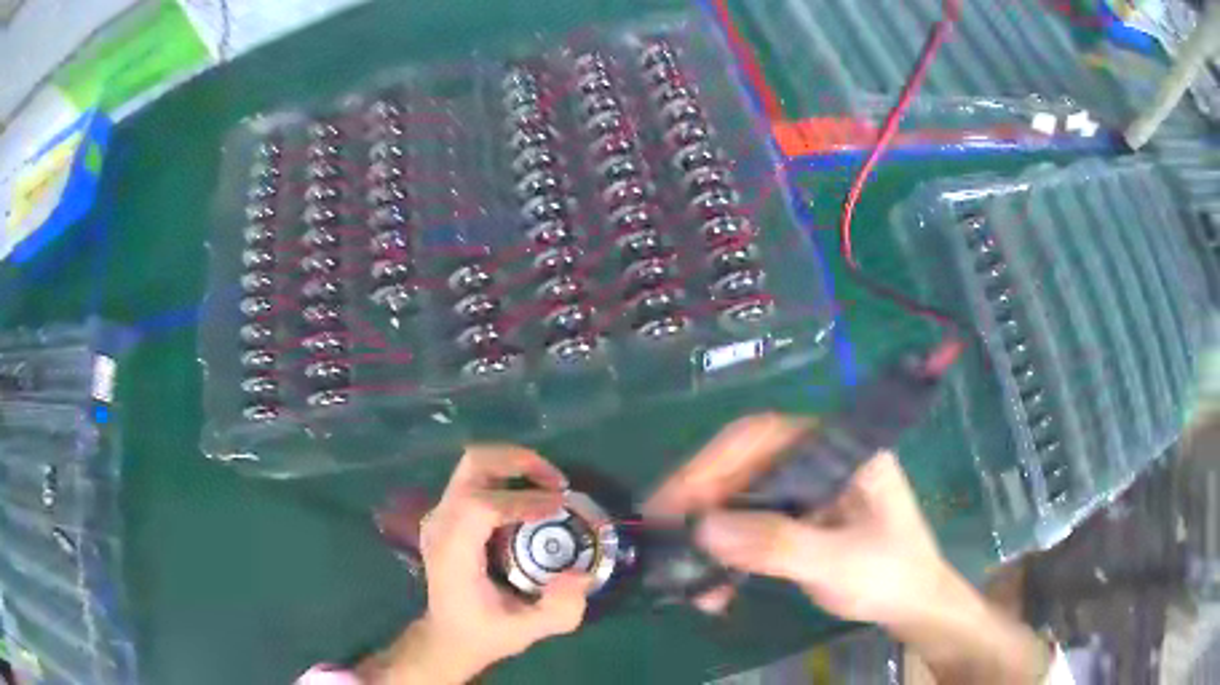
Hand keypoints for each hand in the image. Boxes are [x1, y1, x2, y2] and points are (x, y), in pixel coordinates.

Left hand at [361, 446, 591, 683]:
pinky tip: (531, 497)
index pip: (478, 505)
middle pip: (473, 465)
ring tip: (549, 486)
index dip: (522, 499)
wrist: (447, 636)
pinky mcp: (447, 512)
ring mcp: (440, 514)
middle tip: (558, 484)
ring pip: (474, 463)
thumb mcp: (526, 633)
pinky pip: (476, 476)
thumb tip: (580, 574)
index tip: (560, 506)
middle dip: (520, 463)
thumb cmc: (484, 634)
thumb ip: (558, 610)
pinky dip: (507, 474)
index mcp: (453, 553)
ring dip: (515, 463)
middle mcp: (440, 524)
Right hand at [643, 413, 948, 626]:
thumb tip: (703, 528)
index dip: (712, 463)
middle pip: (744, 466)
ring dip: (710, 534)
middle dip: (701, 503)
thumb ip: (775, 543)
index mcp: (838, 448)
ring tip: (686, 574)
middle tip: (662, 536)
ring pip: (741, 499)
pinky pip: (749, 527)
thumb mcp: (837, 560)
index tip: (674, 500)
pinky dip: (727, 554)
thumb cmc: (890, 573)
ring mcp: (806, 491)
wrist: (913, 604)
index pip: (763, 436)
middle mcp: (817, 460)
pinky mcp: (796, 520)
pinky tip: (715, 588)